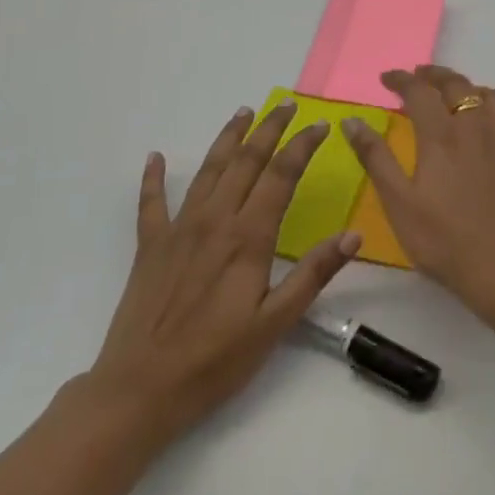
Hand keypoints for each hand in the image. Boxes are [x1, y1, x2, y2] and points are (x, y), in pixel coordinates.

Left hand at [84, 103, 360, 451]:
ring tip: (243, 113)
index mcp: (247, 237)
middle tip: (286, 105)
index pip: (281, 176)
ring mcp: (178, 230)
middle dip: (269, 129)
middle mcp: (214, 221)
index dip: (302, 146)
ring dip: (227, 139)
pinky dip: (153, 177)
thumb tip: (354, 235)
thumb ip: (313, 274)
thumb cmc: (215, 361)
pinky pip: (151, 202)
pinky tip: (155, 158)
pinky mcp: (150, 246)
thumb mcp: (275, 324)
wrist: (140, 389)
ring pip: (207, 171)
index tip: (320, 125)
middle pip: (245, 162)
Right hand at [341, 65, 494, 316]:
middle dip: (437, 75)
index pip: (419, 91)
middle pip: (459, 86)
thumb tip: (352, 120)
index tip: (386, 79)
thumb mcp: (398, 202)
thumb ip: (375, 158)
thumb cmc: (443, 241)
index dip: (401, 79)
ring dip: (476, 92)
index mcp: (442, 136)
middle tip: (420, 77)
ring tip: (461, 100)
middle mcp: (477, 130)